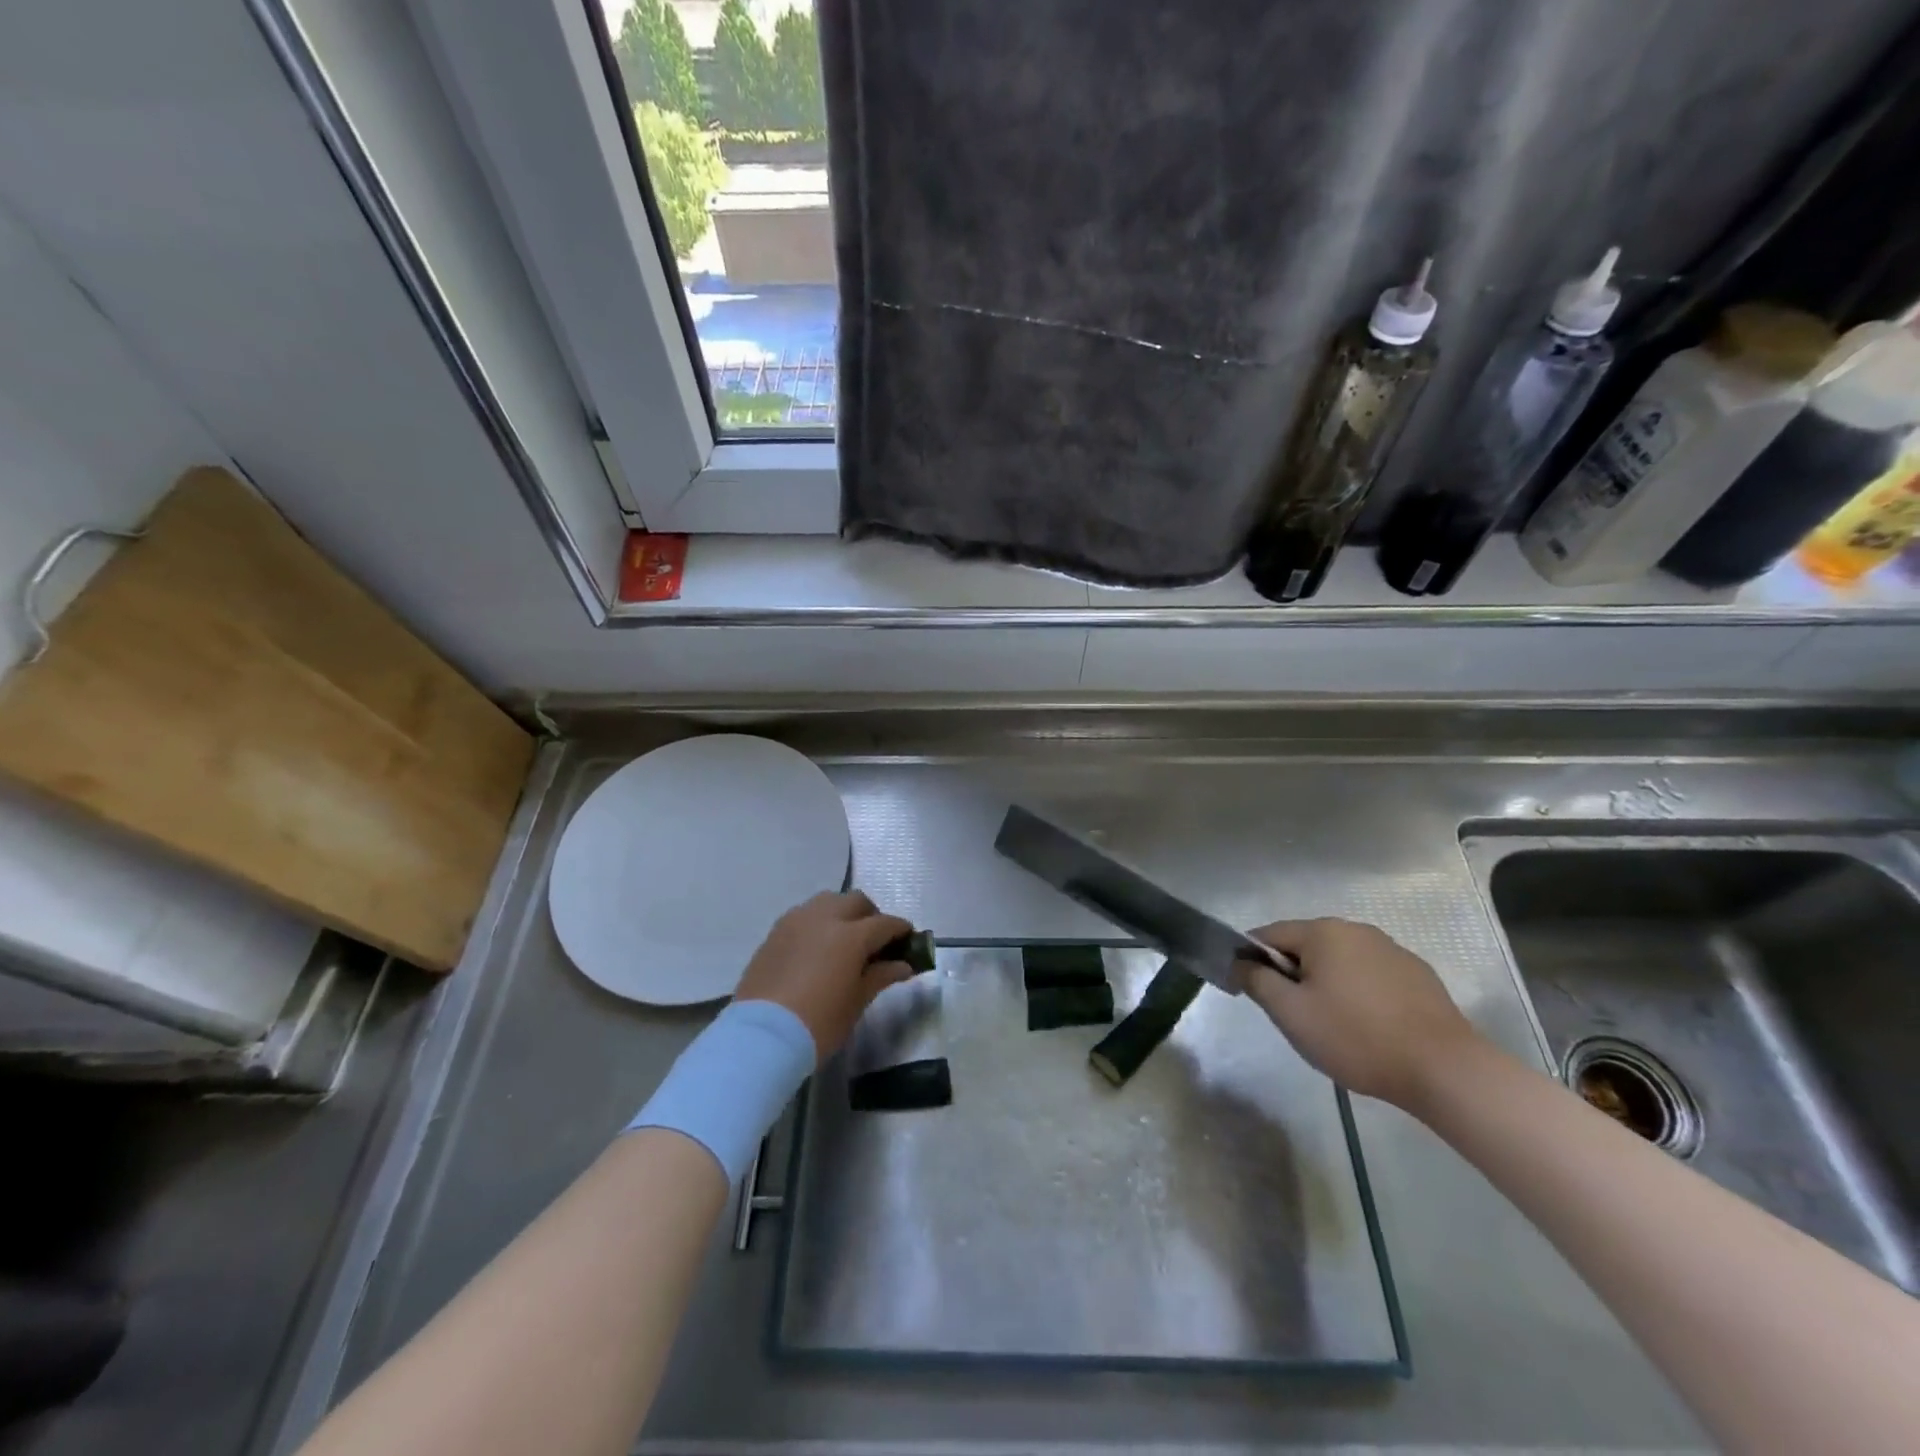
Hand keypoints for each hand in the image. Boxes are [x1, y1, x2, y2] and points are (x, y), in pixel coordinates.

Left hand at [734, 891, 915, 1057]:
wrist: (762, 1036)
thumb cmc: (819, 1022)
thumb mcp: (857, 1002)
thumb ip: (881, 976)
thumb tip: (903, 965)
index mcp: (851, 934)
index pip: (885, 923)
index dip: (901, 931)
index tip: (909, 941)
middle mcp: (824, 917)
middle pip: (856, 901)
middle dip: (871, 915)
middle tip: (876, 941)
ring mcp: (796, 921)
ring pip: (827, 901)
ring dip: (842, 913)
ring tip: (844, 941)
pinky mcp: (774, 932)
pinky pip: (803, 915)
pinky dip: (818, 923)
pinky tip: (817, 948)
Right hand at [1241, 917, 1480, 1107]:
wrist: (1445, 1070)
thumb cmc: (1356, 1037)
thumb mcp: (1291, 1013)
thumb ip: (1257, 981)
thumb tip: (1239, 962)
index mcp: (1323, 931)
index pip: (1269, 934)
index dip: (1252, 960)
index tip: (1251, 992)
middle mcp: (1356, 929)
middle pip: (1305, 946)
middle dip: (1292, 974)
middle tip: (1293, 1015)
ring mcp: (1391, 950)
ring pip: (1339, 961)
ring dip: (1326, 983)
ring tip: (1332, 1025)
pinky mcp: (1417, 975)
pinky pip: (1370, 975)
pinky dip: (1358, 993)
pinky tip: (1367, 1026)